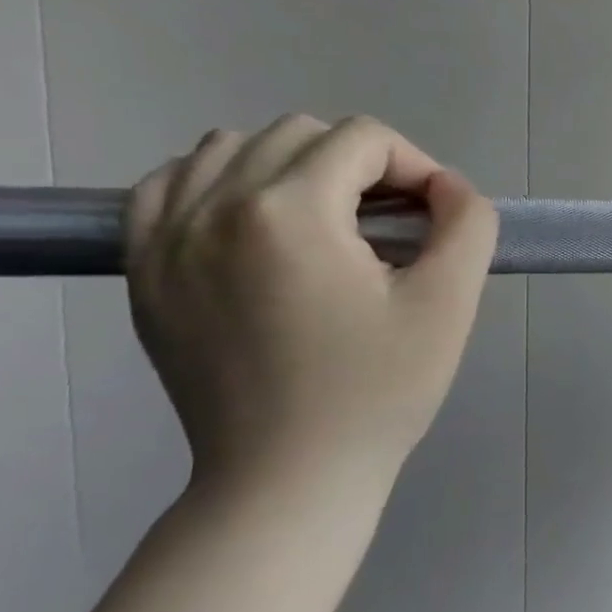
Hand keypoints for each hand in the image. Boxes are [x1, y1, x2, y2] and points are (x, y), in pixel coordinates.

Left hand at [125, 115, 498, 492]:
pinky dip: (221, 185)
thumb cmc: (378, 391)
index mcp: (289, 213)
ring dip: (293, 168)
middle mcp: (212, 208)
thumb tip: (447, 187)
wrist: (289, 477)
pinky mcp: (143, 272)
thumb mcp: (450, 304)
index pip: (363, 139)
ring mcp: (164, 239)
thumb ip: (468, 225)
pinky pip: (170, 186)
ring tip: (328, 225)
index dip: (416, 167)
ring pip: (231, 148)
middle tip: (393, 227)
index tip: (435, 221)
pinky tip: (258, 227)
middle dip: (361, 165)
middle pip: (301, 134)